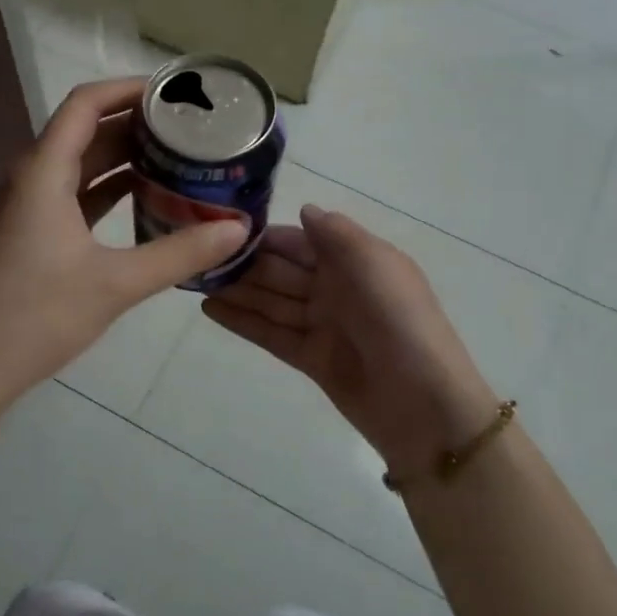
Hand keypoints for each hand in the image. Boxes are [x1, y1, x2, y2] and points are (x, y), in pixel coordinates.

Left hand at [0, 79, 248, 413]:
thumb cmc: (38, 315)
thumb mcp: (116, 283)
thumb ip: (180, 252)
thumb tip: (238, 229)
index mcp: (44, 171)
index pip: (86, 103)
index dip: (129, 89)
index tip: (175, 93)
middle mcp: (34, 176)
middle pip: (88, 129)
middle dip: (138, 123)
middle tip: (191, 126)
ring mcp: (32, 203)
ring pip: (84, 162)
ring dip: (127, 155)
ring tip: (180, 154)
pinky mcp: (35, 229)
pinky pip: (78, 191)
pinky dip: (112, 187)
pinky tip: (150, 196)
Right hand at [203, 204, 503, 477]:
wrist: (424, 405)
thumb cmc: (400, 322)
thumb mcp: (374, 264)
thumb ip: (336, 234)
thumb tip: (304, 209)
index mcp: (354, 261)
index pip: (299, 240)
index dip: (264, 236)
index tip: (221, 227)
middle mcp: (335, 289)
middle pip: (280, 271)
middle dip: (242, 263)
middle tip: (194, 255)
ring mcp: (322, 325)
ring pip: (271, 301)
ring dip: (235, 290)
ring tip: (192, 279)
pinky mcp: (311, 359)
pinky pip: (270, 334)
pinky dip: (242, 322)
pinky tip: (209, 309)